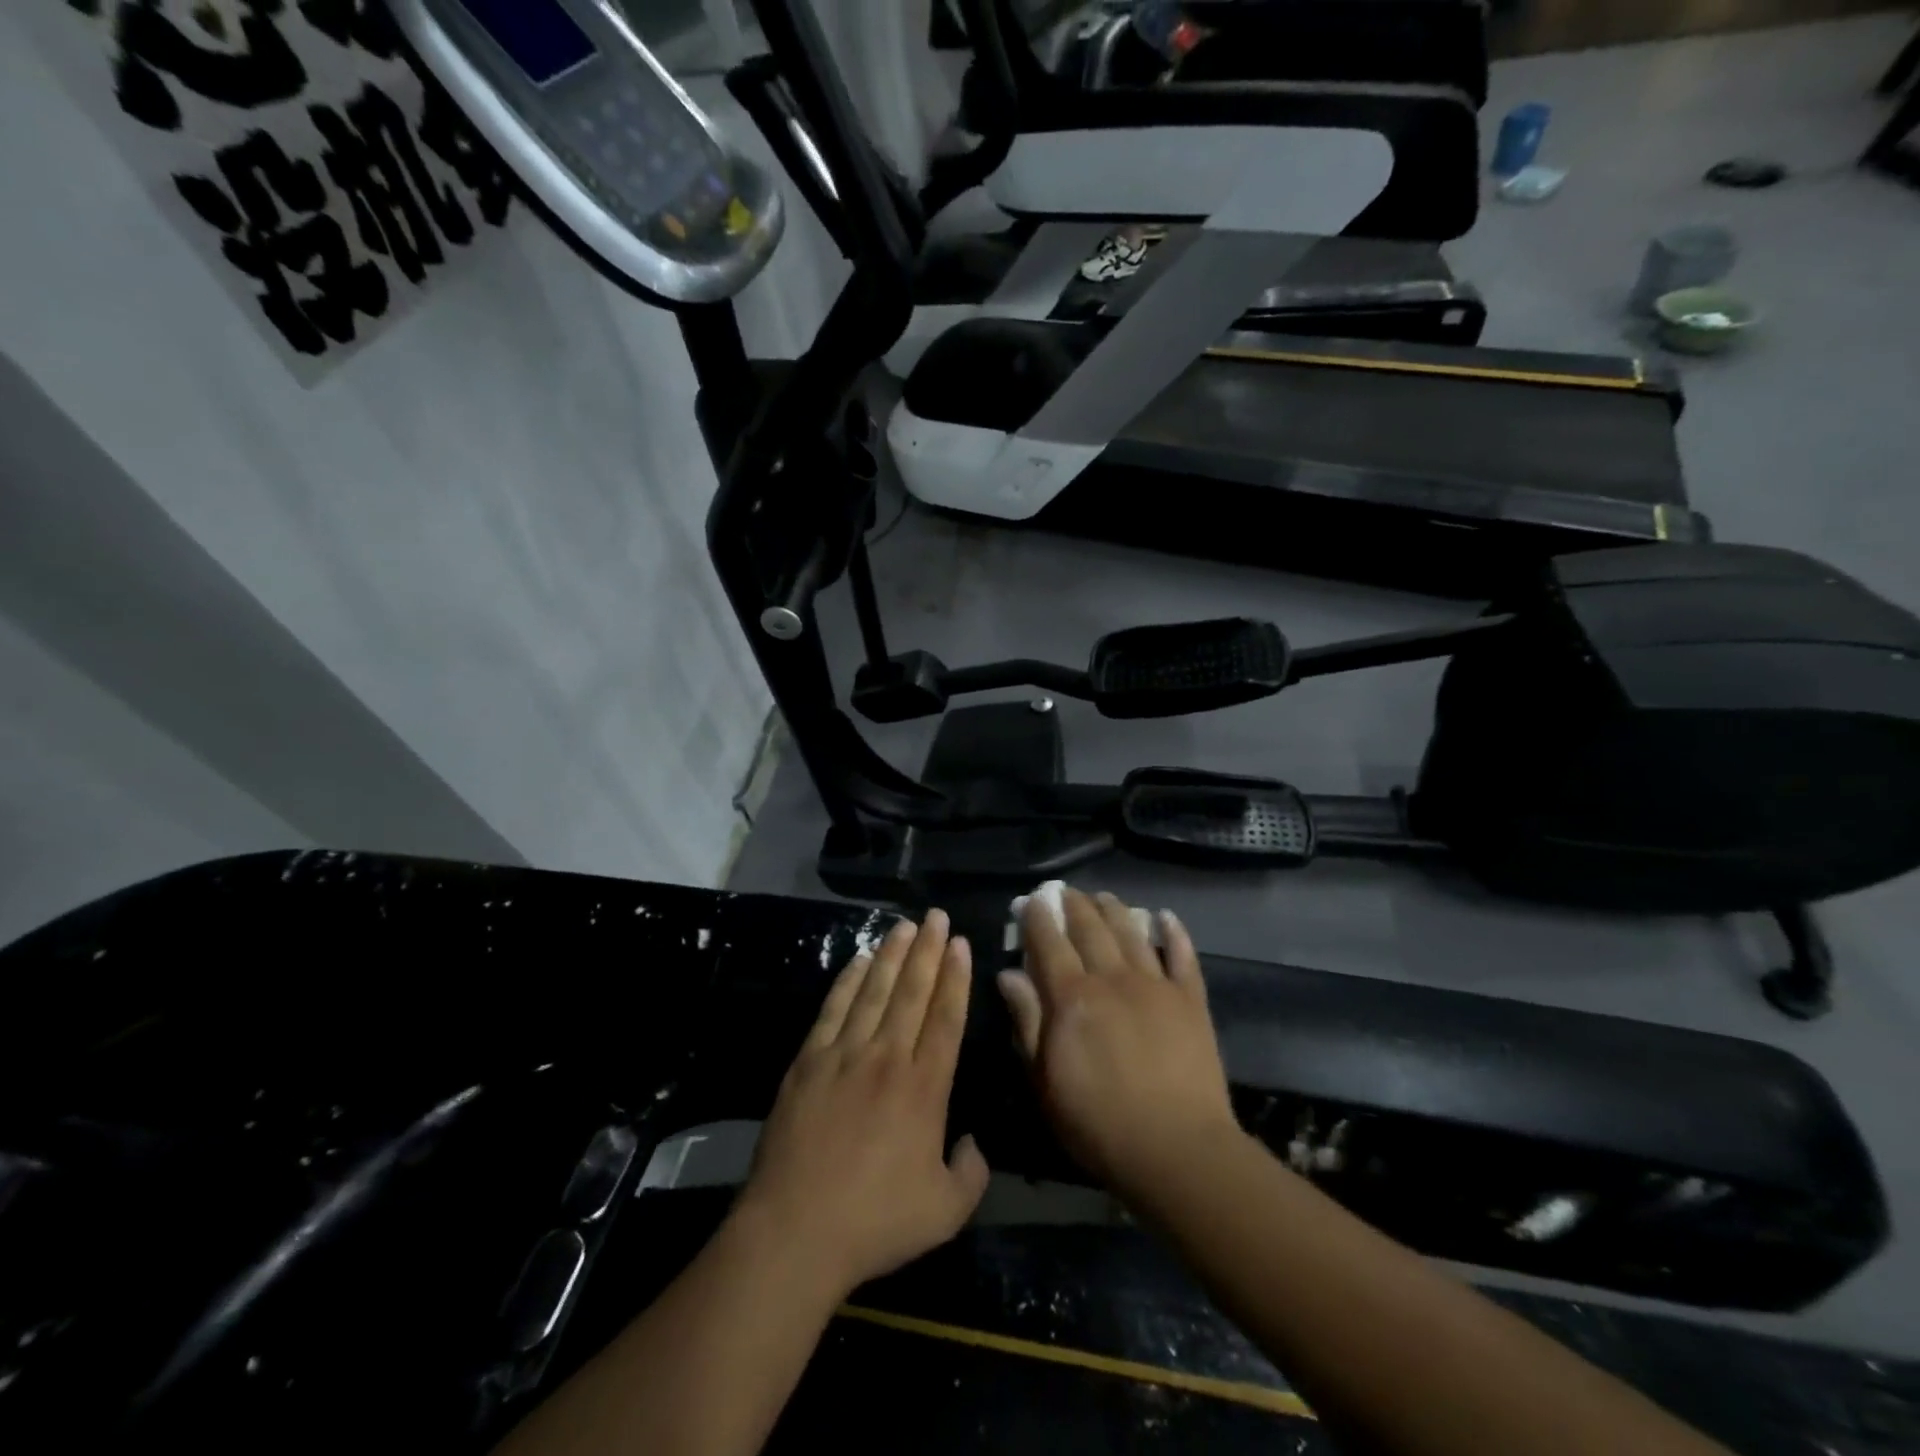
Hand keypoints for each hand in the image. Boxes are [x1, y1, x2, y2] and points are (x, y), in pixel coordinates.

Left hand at [736, 911, 988, 1296]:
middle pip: (913, 992)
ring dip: (893, 955)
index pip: (946, 1017)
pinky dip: (849, 980)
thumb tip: (973, 1141)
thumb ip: (971, 1172)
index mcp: (925, 1087)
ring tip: (906, 926)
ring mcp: (845, 1055)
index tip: (961, 944)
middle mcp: (888, 1058)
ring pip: (875, 990)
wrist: (795, 1231)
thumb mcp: (945, 1211)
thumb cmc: (875, 1222)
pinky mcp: (809, 1061)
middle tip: (938, 917)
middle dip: (929, 950)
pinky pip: (834, 1008)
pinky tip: (860, 959)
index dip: (956, 977)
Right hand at [998, 889, 1237, 1190]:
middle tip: (1065, 892)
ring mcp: (1155, 985)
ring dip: (1114, 909)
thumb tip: (1008, 974)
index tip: (1032, 901)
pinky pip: (1182, 956)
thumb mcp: (1044, 1080)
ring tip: (1103, 896)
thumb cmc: (1097, 1122)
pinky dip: (1174, 933)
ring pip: (1131, 932)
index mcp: (1072, 996)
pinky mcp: (1190, 1000)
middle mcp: (1112, 977)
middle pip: (1090, 927)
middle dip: (1074, 904)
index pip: (1049, 943)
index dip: (1039, 918)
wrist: (1176, 1149)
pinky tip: (1166, 917)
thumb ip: (1027, 1021)